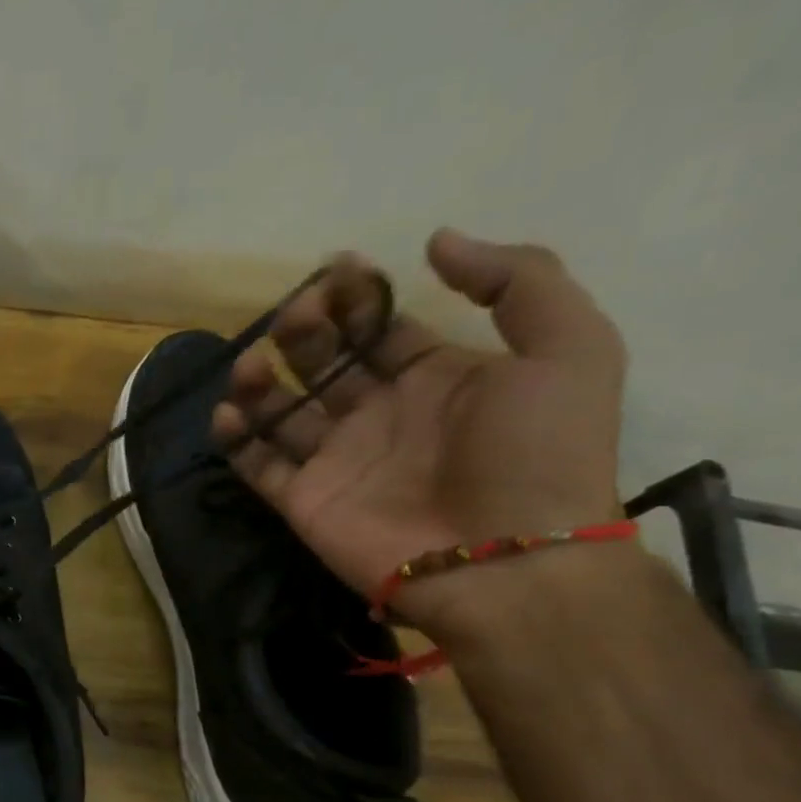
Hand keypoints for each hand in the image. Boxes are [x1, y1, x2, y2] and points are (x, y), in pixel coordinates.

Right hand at [212, 231, 627, 633]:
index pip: (381, 329)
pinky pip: (256, 464)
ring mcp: (336, 460)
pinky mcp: (302, 500)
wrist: (507, 561)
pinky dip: (235, 438)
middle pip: (324, 363)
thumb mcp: (570, 347)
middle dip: (305, 331)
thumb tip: (435, 241)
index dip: (357, 299)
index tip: (337, 272)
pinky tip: (230, 412)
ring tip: (253, 365)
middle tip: (298, 317)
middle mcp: (379, 415)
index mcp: (436, 379)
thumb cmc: (538, 454)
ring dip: (260, 380)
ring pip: (281, 410)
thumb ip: (518, 280)